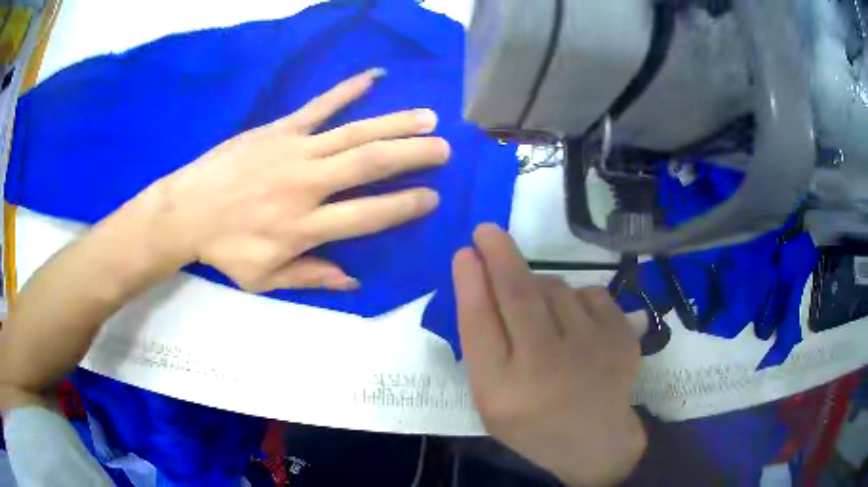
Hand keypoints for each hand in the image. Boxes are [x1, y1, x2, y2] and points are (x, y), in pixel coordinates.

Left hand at [145, 68, 449, 291]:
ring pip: (354, 133)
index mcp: (305, 227)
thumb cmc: (225, 249)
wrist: (186, 211)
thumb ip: (311, 277)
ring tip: (428, 117)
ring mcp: (294, 151)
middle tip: (444, 149)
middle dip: (413, 155)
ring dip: (395, 123)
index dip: (404, 206)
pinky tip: (374, 77)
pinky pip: (319, 106)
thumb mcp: (265, 279)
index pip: (368, 216)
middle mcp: (307, 185)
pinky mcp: (279, 129)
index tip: (432, 197)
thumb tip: (355, 280)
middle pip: (370, 166)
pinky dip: (348, 90)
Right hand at [453, 224, 645, 486]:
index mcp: (502, 390)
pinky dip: (577, 301)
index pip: (479, 323)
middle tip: (486, 230)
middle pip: (517, 293)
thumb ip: (482, 349)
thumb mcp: (491, 400)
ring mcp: (590, 348)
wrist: (596, 441)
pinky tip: (578, 328)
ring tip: (547, 319)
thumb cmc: (533, 424)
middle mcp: (545, 366)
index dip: (469, 282)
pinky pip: (589, 293)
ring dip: (542, 288)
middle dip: (499, 254)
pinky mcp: (621, 337)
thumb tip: (480, 284)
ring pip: (556, 287)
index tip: (464, 252)